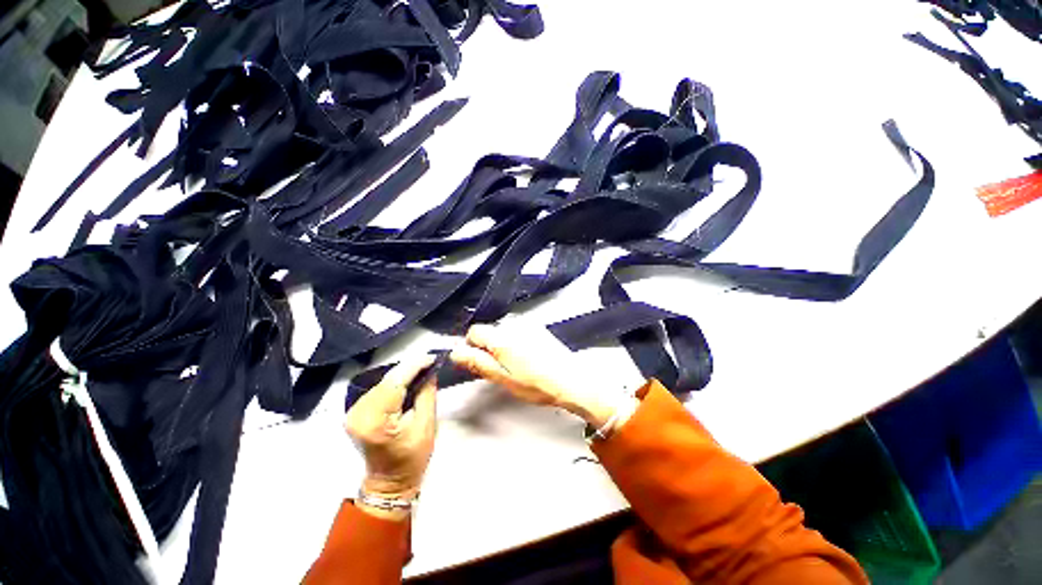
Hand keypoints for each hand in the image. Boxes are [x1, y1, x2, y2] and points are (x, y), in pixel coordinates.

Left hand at [345, 354, 437, 518]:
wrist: (390, 482)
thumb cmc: (411, 458)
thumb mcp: (426, 425)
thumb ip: (427, 394)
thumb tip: (430, 370)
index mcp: (375, 420)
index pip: (395, 383)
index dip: (415, 366)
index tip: (432, 357)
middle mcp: (359, 413)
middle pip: (387, 380)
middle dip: (410, 368)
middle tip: (430, 362)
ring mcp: (354, 412)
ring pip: (383, 381)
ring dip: (403, 374)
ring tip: (422, 370)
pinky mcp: (356, 412)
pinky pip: (379, 388)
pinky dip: (395, 382)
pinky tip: (408, 381)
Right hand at [450, 321, 634, 428]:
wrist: (571, 379)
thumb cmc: (537, 384)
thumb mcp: (503, 378)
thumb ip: (478, 363)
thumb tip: (456, 352)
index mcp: (502, 338)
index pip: (474, 331)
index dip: (472, 346)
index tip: (480, 361)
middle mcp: (514, 325)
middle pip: (489, 331)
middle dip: (488, 347)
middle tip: (500, 368)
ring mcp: (528, 325)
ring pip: (504, 331)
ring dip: (503, 344)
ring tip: (517, 365)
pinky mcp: (538, 328)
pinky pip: (518, 331)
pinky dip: (517, 341)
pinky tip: (528, 357)